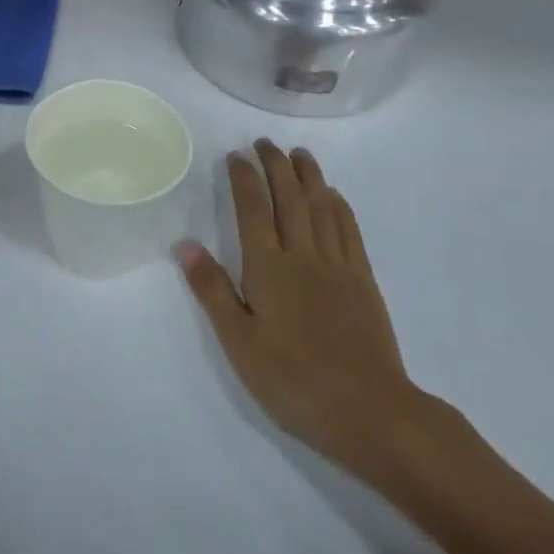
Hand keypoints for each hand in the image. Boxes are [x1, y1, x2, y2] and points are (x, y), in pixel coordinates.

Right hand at [180, 141, 450, 485]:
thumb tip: (186, 244)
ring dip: (309, 176)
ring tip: (299, 154)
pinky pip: (349, 230)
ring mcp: (337, 265)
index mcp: (268, 268)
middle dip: (276, 166)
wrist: (368, 411)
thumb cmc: (292, 380)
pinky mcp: (363, 280)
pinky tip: (334, 196)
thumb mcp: (239, 342)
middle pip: (289, 198)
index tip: (236, 155)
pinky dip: (339, 206)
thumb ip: (212, 290)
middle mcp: (303, 255)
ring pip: (321, 207)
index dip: (244, 178)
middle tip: (265, 143)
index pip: (252, 209)